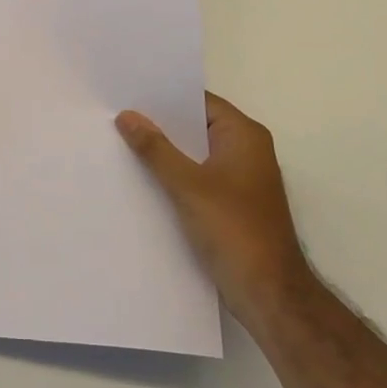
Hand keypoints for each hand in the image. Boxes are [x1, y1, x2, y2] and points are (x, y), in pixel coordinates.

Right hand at [116, 93, 308, 295]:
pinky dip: (174, 176)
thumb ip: (156, 149)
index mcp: (244, 136)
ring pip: (195, 155)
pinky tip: (142, 179)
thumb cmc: (234, 230)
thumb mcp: (188, 185)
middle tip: (117, 116)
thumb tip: (127, 116)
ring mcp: (240, 179)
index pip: (200, 102)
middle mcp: (246, 151)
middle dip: (160, 125)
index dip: (165, 96)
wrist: (269, 295)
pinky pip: (197, 178)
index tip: (128, 92)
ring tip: (122, 143)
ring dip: (165, 152)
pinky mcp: (231, 205)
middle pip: (196, 127)